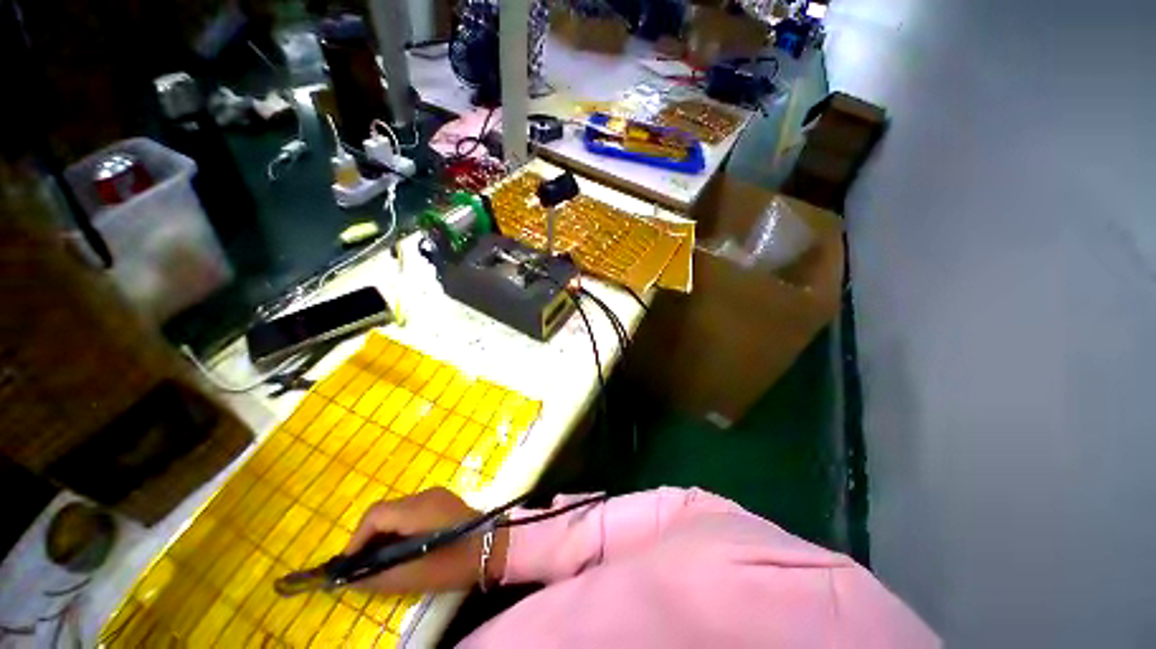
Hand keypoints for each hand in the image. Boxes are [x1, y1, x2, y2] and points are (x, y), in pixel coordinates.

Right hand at [343, 487, 508, 593]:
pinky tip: (404, 547)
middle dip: (370, 536)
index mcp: (417, 508)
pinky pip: (413, 511)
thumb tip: (351, 579)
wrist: (494, 546)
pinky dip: (401, 527)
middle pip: (386, 510)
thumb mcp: (414, 576)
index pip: (375, 514)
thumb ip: (378, 576)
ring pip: (399, 510)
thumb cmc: (454, 562)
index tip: (350, 564)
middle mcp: (425, 495)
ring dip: (386, 532)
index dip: (357, 539)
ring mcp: (436, 495)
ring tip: (382, 560)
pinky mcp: (444, 500)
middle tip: (363, 565)